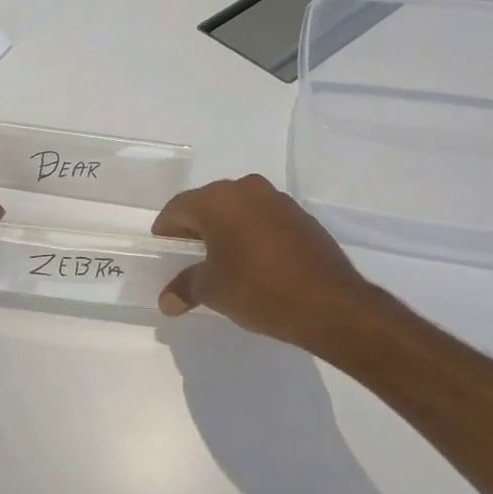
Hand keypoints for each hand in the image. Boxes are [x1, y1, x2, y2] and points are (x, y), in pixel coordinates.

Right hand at [152, 175, 382, 349]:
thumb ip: (185, 288)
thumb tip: (167, 301)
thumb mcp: (213, 291)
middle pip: (209, 203)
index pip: (179, 207)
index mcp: (219, 200)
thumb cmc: (258, 289)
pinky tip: (253, 261)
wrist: (330, 304)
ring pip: (239, 209)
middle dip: (195, 227)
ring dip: (225, 229)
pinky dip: (251, 234)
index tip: (162, 249)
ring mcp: (278, 201)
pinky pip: (263, 219)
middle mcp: (247, 189)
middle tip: (187, 255)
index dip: (166, 229)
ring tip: (220, 260)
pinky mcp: (302, 217)